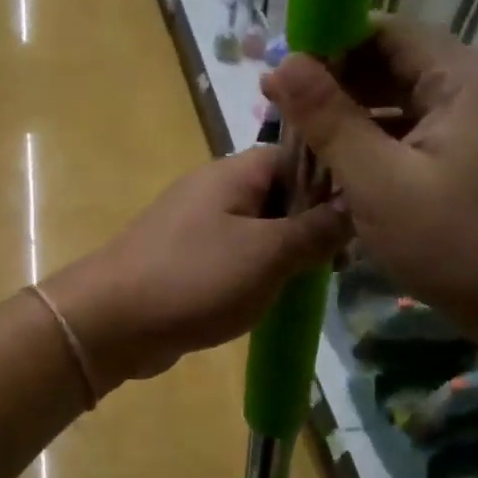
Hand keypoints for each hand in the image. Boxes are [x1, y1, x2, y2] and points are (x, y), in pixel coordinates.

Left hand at [45, 148, 349, 387]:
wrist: (111, 321)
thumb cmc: (195, 278)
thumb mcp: (268, 254)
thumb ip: (316, 230)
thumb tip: (358, 205)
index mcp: (235, 172)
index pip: (299, 156)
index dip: (335, 180)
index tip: (366, 215)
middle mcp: (216, 188)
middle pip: (282, 192)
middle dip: (314, 221)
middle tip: (344, 258)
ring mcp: (199, 222)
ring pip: (261, 226)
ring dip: (289, 249)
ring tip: (317, 279)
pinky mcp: (189, 256)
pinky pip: (238, 252)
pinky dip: (260, 268)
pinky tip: (278, 293)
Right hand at [262, 22, 477, 335]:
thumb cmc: (461, 244)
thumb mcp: (379, 182)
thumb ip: (329, 119)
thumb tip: (281, 62)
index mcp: (461, 76)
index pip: (381, 31)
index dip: (326, 46)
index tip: (279, 77)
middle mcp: (476, 85)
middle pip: (390, 64)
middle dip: (333, 86)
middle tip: (279, 116)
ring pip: (399, 101)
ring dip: (351, 118)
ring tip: (302, 146)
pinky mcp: (477, 156)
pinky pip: (416, 132)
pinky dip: (377, 144)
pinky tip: (343, 170)